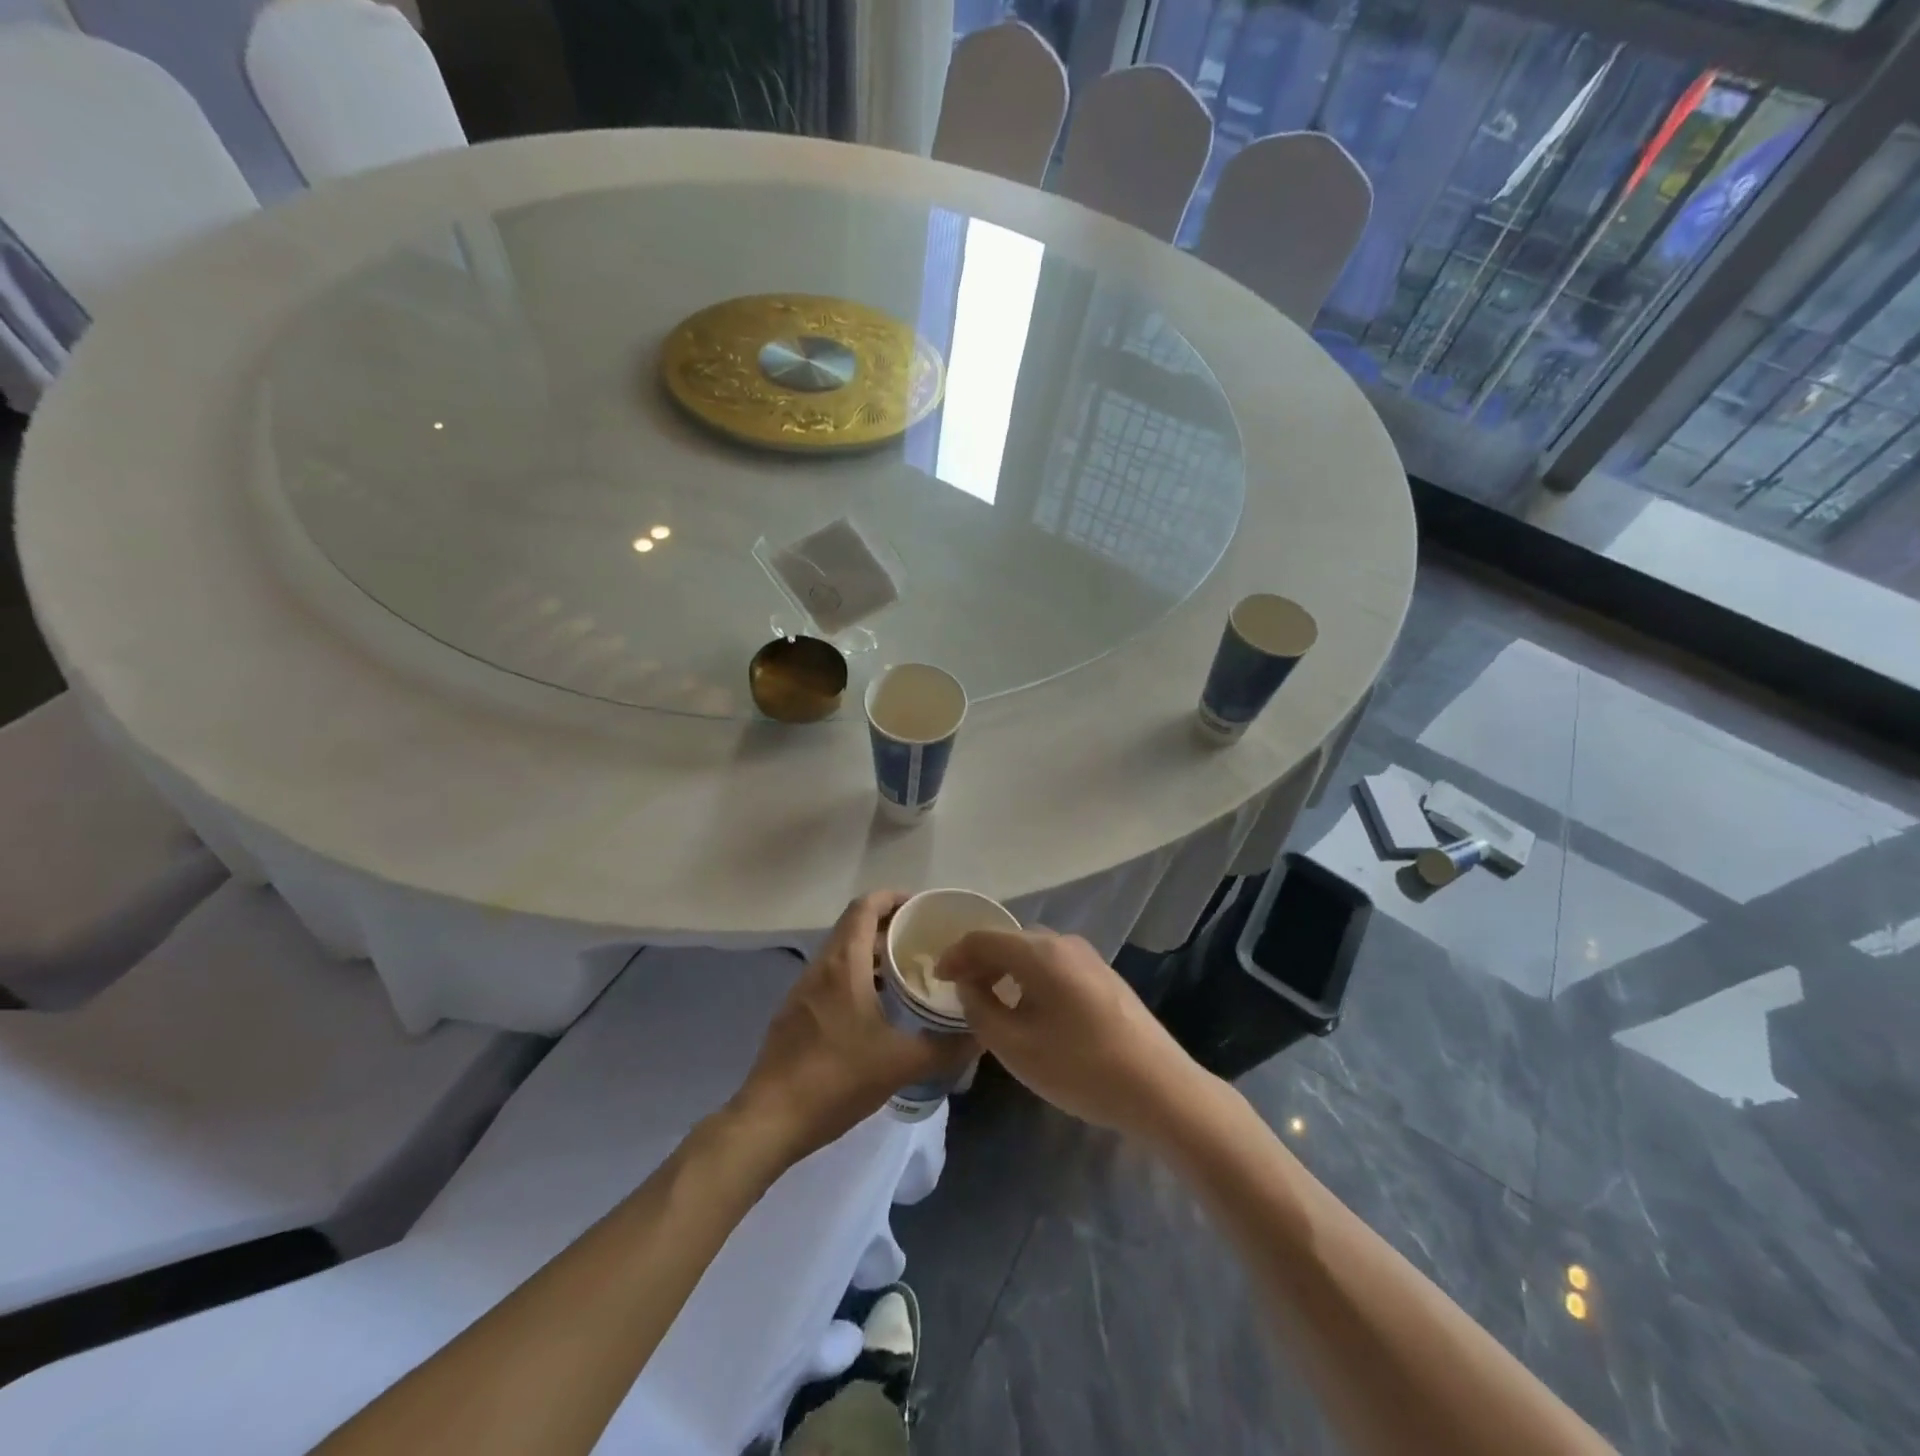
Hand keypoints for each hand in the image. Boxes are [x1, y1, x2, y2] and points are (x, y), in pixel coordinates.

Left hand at [732, 892, 976, 1164]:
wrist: (770, 1119)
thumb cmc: (837, 1078)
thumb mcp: (901, 1064)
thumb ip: (945, 1047)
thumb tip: (980, 1033)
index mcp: (844, 964)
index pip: (865, 907)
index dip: (892, 897)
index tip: (921, 907)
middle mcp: (820, 967)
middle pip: (853, 926)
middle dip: (887, 925)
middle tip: (922, 940)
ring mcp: (802, 990)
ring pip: (840, 953)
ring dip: (870, 953)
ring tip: (904, 971)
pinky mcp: (794, 1014)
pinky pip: (829, 978)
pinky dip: (855, 976)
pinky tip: (874, 1008)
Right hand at [936, 929, 1210, 1145]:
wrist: (1159, 1088)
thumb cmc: (1080, 1067)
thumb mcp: (1015, 1046)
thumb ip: (980, 1009)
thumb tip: (968, 986)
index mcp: (1039, 952)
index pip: (983, 938)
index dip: (954, 955)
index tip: (934, 978)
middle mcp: (1063, 943)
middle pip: (1008, 940)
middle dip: (979, 961)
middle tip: (959, 991)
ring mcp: (1088, 957)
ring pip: (1032, 952)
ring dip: (1004, 969)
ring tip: (989, 1000)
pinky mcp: (1103, 976)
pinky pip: (1052, 964)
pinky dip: (1028, 977)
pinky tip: (1027, 1007)